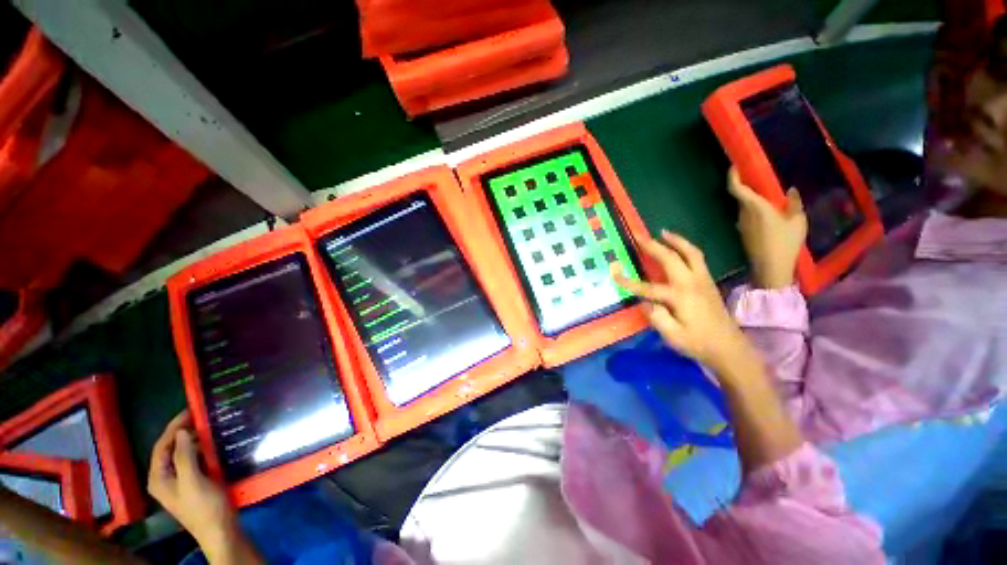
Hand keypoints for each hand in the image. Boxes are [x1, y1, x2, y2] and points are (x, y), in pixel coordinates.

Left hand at [148, 412, 233, 548]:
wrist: (220, 529)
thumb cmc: (204, 506)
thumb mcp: (193, 481)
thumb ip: (184, 456)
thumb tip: (182, 431)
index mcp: (159, 478)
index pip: (161, 446)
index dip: (174, 427)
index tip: (191, 410)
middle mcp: (164, 478)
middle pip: (169, 449)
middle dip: (182, 431)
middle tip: (201, 415)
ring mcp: (179, 481)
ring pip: (181, 454)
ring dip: (192, 439)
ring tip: (207, 424)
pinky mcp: (193, 482)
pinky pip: (192, 460)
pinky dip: (199, 448)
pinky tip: (211, 443)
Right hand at [613, 231, 749, 372]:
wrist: (729, 348)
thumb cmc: (698, 343)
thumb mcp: (673, 336)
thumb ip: (657, 318)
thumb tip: (644, 302)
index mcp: (680, 297)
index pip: (648, 287)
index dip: (629, 282)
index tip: (614, 275)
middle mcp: (692, 283)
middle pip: (671, 258)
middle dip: (653, 246)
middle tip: (638, 236)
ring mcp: (703, 280)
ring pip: (690, 253)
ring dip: (675, 240)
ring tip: (663, 232)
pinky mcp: (708, 282)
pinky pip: (697, 258)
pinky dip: (686, 248)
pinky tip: (678, 247)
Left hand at [727, 167, 806, 289]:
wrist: (770, 267)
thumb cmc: (786, 242)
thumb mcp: (797, 220)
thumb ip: (793, 203)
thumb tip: (789, 190)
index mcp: (755, 207)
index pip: (737, 189)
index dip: (732, 176)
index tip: (734, 166)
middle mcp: (743, 214)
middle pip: (741, 196)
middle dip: (748, 186)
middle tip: (759, 178)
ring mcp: (741, 224)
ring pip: (744, 207)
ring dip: (752, 200)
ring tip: (768, 195)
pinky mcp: (742, 233)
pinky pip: (747, 216)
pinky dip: (753, 210)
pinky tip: (767, 212)